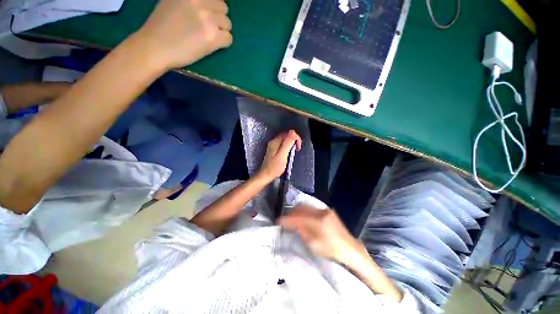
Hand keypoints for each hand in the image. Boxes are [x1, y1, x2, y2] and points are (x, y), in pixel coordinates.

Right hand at [136, 0, 232, 69]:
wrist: (155, 46)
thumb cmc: (161, 26)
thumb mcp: (173, 1)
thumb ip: (191, 1)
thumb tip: (206, 5)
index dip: (213, 7)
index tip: (209, 14)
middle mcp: (201, 2)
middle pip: (223, 8)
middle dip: (218, 18)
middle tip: (209, 27)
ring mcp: (208, 19)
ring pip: (227, 24)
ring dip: (221, 30)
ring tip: (209, 36)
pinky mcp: (213, 37)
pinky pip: (229, 38)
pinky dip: (224, 42)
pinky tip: (213, 45)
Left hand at [258, 130, 301, 181]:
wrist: (265, 175)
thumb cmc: (274, 167)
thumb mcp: (283, 155)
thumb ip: (288, 143)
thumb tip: (293, 133)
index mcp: (276, 141)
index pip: (289, 133)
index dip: (296, 138)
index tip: (298, 147)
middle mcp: (273, 142)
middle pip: (287, 136)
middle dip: (294, 141)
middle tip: (297, 149)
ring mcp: (273, 146)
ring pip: (285, 140)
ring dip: (291, 144)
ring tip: (293, 153)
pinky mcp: (273, 151)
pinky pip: (283, 145)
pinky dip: (288, 148)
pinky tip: (288, 155)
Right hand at [277, 206, 360, 261]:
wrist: (349, 247)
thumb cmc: (331, 250)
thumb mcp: (314, 245)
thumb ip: (302, 232)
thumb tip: (293, 224)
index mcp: (318, 222)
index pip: (298, 218)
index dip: (287, 219)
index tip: (278, 221)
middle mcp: (321, 212)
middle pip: (301, 208)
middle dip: (291, 213)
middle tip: (286, 220)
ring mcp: (325, 210)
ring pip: (306, 206)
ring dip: (298, 211)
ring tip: (294, 218)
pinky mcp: (327, 210)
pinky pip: (312, 207)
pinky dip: (305, 211)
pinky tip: (304, 217)